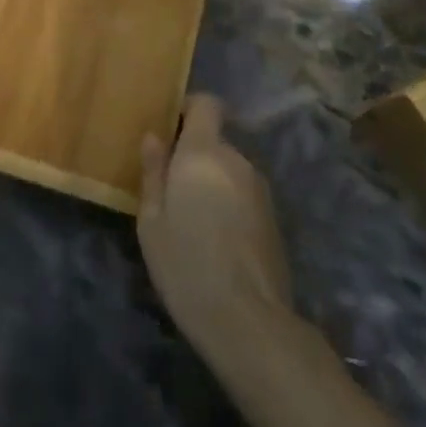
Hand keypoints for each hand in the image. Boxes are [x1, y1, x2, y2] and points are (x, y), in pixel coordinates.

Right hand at [137, 94, 292, 354]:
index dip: (189, 108)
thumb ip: (153, 172)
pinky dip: (229, 205)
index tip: (170, 131)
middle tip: (170, 188)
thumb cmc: (186, 264)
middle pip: (215, 140)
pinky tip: (216, 241)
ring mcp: (260, 189)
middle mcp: (237, 160)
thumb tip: (154, 137)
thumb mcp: (152, 221)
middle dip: (194, 156)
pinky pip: (243, 195)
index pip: (207, 103)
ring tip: (192, 220)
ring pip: (229, 170)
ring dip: (212, 183)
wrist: (249, 322)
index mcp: (205, 152)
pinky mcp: (273, 218)